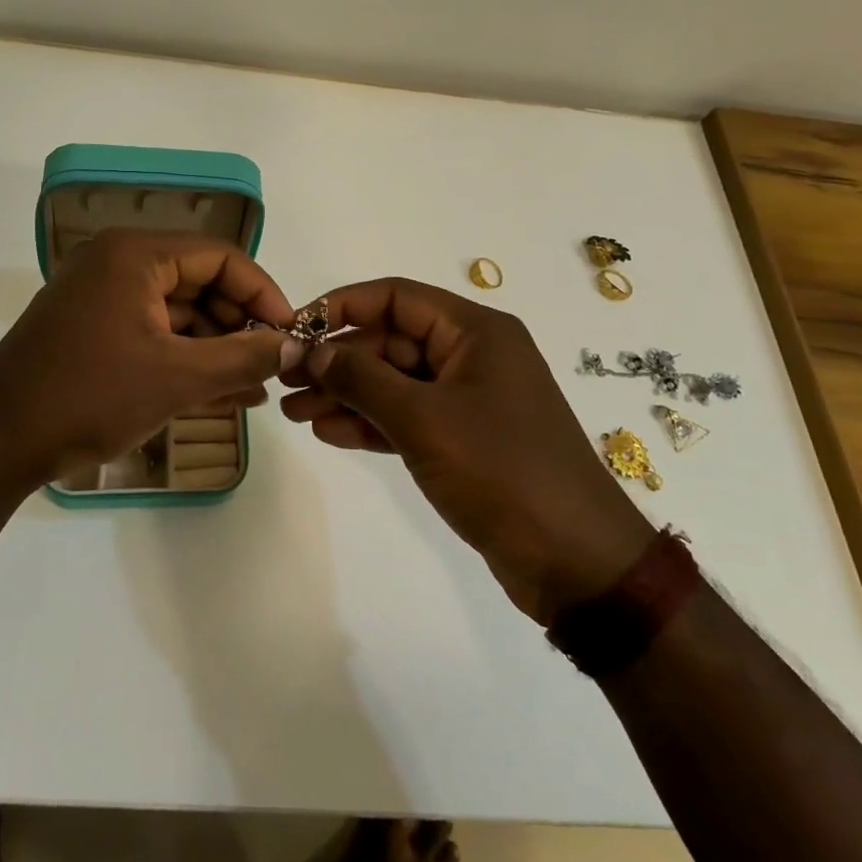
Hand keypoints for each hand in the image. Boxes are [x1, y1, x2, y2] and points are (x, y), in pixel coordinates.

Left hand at [0, 229, 301, 496]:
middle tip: (274, 365)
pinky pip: (153, 334)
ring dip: (217, 348)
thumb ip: (245, 357)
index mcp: (135, 254)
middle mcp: (117, 263)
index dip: (263, 294)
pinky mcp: (92, 330)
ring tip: (254, 387)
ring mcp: (101, 297)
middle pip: (200, 283)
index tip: (292, 334)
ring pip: (178, 313)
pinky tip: (221, 393)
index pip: (221, 257)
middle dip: (240, 325)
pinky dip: (185, 359)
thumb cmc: (89, 396)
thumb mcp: (178, 378)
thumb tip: (297, 345)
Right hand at [280, 278, 654, 619]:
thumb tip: (309, 349)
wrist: (576, 563)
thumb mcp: (423, 418)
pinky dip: (370, 422)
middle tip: (285, 382)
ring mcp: (469, 399)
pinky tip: (328, 433)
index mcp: (475, 331)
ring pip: (394, 382)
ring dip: (345, 394)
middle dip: (337, 361)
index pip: (396, 298)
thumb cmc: (501, 471)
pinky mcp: (465, 439)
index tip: (295, 330)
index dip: (341, 307)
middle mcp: (473, 355)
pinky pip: (407, 416)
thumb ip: (360, 378)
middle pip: (391, 341)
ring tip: (294, 413)